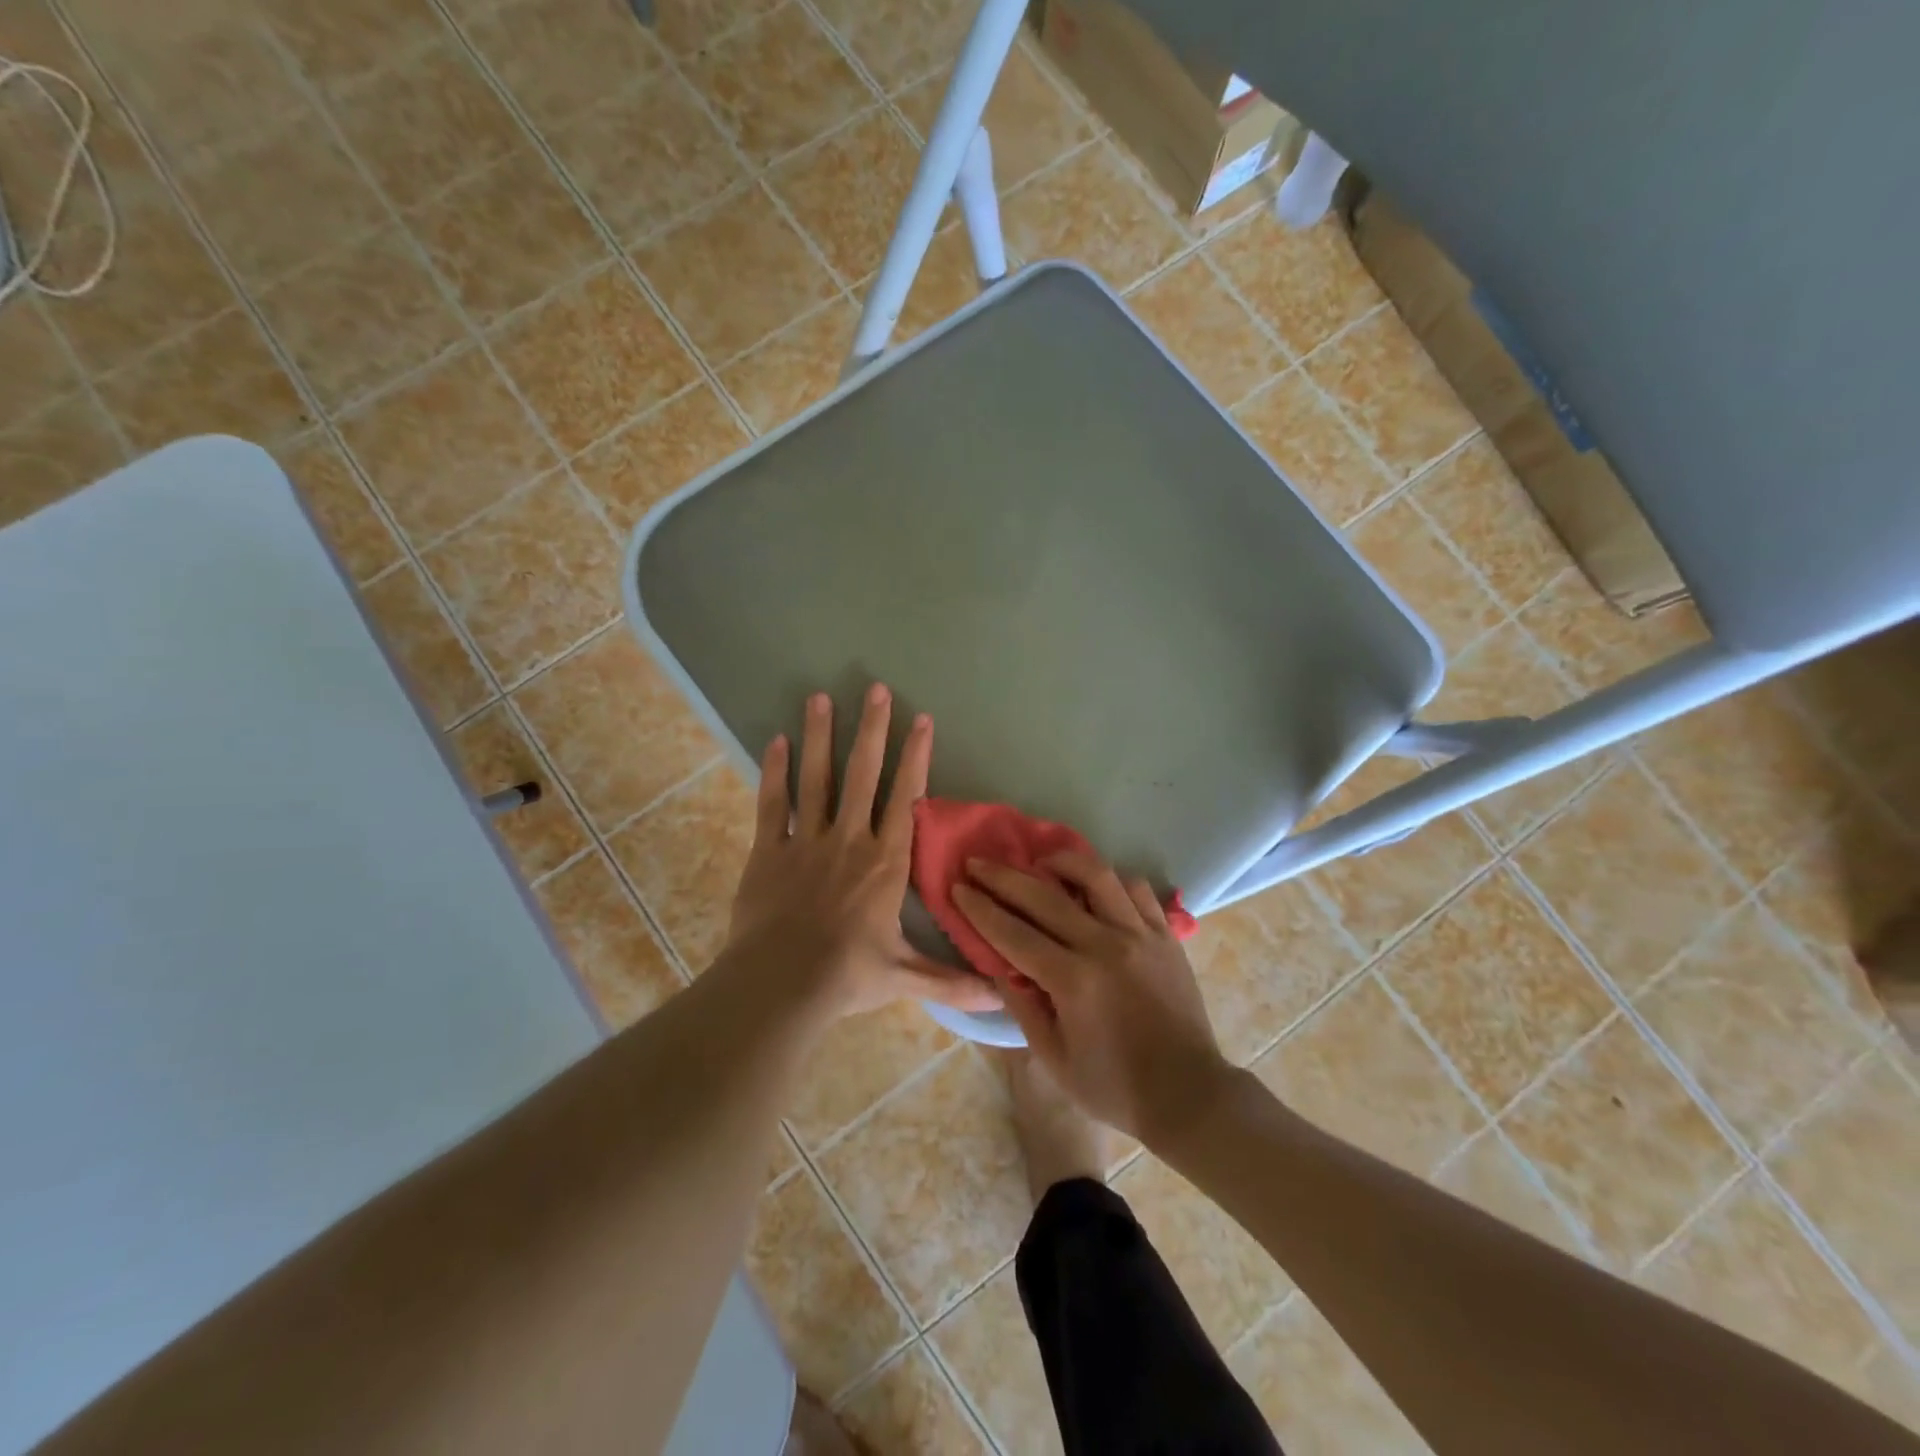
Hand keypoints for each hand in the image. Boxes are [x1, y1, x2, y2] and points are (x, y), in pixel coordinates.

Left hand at [727, 685, 1002, 1021]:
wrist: (780, 984)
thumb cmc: (847, 976)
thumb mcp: (905, 979)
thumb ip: (951, 982)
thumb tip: (1002, 997)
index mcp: (885, 862)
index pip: (906, 798)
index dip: (915, 757)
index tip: (921, 719)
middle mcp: (849, 839)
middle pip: (863, 775)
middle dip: (871, 729)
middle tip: (875, 689)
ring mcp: (805, 841)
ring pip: (816, 779)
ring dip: (819, 736)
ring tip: (820, 697)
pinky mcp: (768, 850)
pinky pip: (772, 803)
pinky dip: (774, 771)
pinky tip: (775, 740)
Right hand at [953, 854, 1234, 1142]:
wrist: (1188, 1094)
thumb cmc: (1113, 1086)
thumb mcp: (1054, 1058)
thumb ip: (1022, 1005)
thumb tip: (997, 964)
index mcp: (1073, 980)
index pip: (1013, 932)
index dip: (980, 908)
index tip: (958, 887)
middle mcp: (1105, 945)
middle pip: (1044, 895)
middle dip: (1003, 875)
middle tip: (978, 862)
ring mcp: (1140, 934)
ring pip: (1096, 875)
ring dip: (1061, 861)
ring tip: (1041, 862)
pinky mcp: (1166, 935)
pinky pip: (1136, 889)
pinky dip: (1111, 880)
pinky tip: (1094, 887)